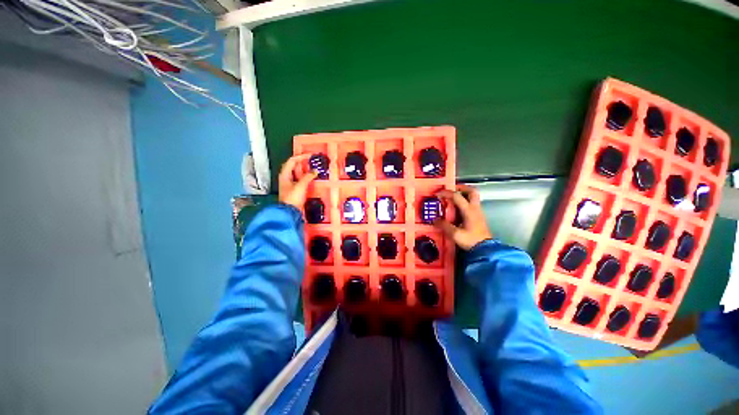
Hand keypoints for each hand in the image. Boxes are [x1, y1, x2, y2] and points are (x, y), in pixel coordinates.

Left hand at [278, 154, 317, 208]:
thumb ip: (308, 177)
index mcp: (285, 174)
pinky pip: (300, 180)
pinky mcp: (294, 190)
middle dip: (303, 162)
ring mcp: (290, 184)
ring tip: (313, 168)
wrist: (289, 212)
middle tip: (312, 161)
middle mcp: (286, 177)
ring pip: (297, 173)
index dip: (301, 156)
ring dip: (305, 170)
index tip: (310, 155)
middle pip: (294, 166)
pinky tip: (312, 178)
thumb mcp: (301, 186)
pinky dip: (306, 177)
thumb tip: (315, 171)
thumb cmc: (293, 197)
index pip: (292, 161)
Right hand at [435, 184, 491, 249]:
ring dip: (463, 195)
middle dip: (461, 188)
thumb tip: (435, 220)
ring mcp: (478, 212)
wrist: (486, 250)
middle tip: (451, 190)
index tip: (437, 194)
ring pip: (473, 197)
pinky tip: (456, 209)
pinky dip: (464, 202)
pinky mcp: (478, 217)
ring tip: (452, 199)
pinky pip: (471, 205)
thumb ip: (444, 226)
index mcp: (469, 211)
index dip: (446, 193)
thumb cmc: (471, 241)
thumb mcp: (455, 234)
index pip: (457, 196)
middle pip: (471, 191)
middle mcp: (475, 209)